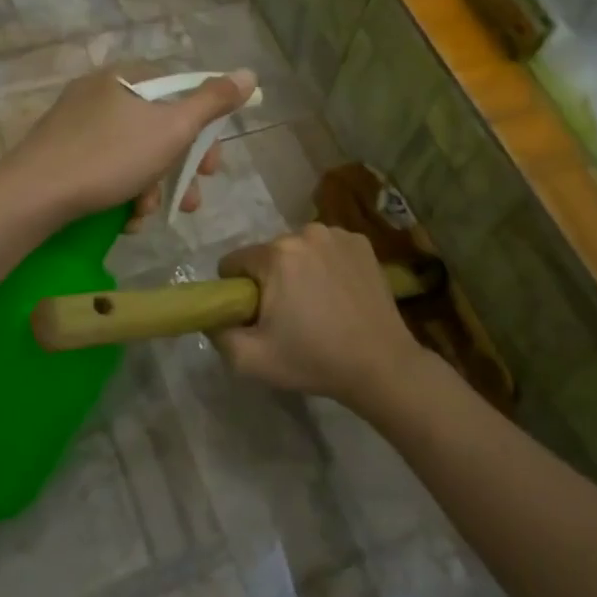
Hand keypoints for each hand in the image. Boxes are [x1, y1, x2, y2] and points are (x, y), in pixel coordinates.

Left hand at [2, 66, 257, 227]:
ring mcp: (78, 125)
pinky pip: (107, 168)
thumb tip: (249, 74)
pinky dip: (123, 193)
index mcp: (127, 78)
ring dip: (152, 189)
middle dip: (178, 170)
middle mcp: (101, 93)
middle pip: (158, 128)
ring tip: (149, 216)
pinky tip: (125, 219)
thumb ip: (212, 102)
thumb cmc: (110, 156)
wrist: (33, 195)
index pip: (179, 91)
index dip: (203, 129)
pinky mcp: (62, 155)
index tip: (210, 164)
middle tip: (190, 199)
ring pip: (134, 154)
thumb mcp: (171, 128)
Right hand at [212, 224, 425, 406]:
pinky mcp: (363, 243)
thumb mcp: (250, 360)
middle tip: (288, 316)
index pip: (233, 262)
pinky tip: (338, 294)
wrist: (381, 365)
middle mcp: (306, 232)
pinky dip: (325, 266)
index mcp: (276, 254)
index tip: (254, 315)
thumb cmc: (313, 360)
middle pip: (267, 254)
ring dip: (298, 270)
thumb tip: (214, 316)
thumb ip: (218, 334)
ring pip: (298, 250)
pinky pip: (326, 249)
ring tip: (317, 306)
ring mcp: (338, 235)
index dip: (237, 291)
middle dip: (269, 280)